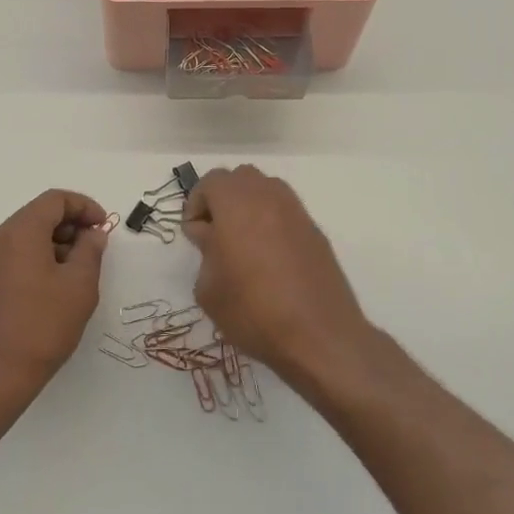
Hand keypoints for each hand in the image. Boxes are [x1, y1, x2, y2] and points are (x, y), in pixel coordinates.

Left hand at [0, 190, 109, 404]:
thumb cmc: (42, 325)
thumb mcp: (80, 285)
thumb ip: (90, 251)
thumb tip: (92, 234)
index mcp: (20, 231)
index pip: (55, 200)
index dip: (84, 207)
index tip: (103, 228)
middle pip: (38, 215)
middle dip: (70, 225)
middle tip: (94, 249)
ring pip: (25, 236)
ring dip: (55, 243)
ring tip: (77, 272)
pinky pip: (13, 255)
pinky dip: (37, 258)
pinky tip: (54, 287)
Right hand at [184, 166, 373, 388]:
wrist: (319, 335)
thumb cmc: (252, 310)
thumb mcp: (209, 288)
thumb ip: (205, 251)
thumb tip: (211, 236)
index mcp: (236, 202)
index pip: (211, 181)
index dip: (196, 204)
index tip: (194, 234)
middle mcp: (268, 196)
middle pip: (240, 179)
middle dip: (223, 199)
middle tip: (215, 234)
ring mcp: (296, 212)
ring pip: (266, 190)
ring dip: (249, 207)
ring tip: (242, 244)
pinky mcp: (315, 232)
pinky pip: (286, 213)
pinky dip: (272, 223)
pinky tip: (269, 259)